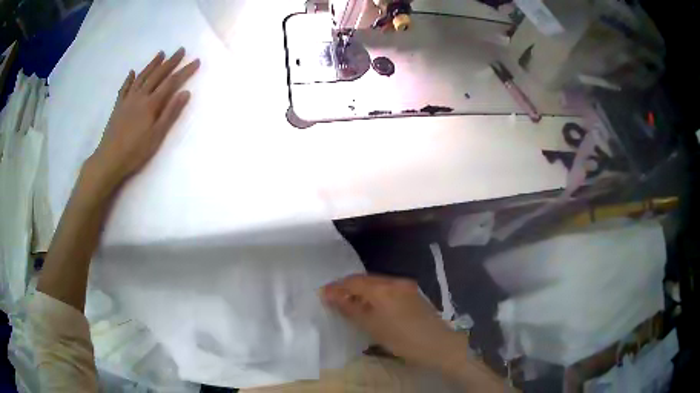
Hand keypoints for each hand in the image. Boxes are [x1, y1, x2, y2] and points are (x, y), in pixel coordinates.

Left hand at [89, 48, 199, 188]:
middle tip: (181, 50)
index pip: (171, 83)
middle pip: (157, 75)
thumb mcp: (157, 135)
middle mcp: (140, 96)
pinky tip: (132, 72)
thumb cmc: (135, 151)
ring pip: (142, 77)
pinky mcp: (118, 107)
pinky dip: (129, 79)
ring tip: (161, 53)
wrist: (109, 159)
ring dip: (152, 64)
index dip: (185, 71)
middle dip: (170, 62)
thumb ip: (170, 113)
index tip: (196, 61)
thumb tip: (185, 93)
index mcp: (151, 104)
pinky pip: (124, 88)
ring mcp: (127, 100)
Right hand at [321, 274, 468, 369]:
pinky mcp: (413, 293)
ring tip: (350, 303)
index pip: (353, 281)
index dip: (336, 287)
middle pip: (365, 279)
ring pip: (377, 283)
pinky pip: (388, 288)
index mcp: (383, 288)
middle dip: (348, 287)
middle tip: (334, 299)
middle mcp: (394, 281)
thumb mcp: (372, 326)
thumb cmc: (402, 339)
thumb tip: (330, 296)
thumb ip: (350, 308)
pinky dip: (375, 294)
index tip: (322, 294)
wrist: (438, 345)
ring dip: (362, 291)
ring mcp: (406, 286)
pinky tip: (371, 306)